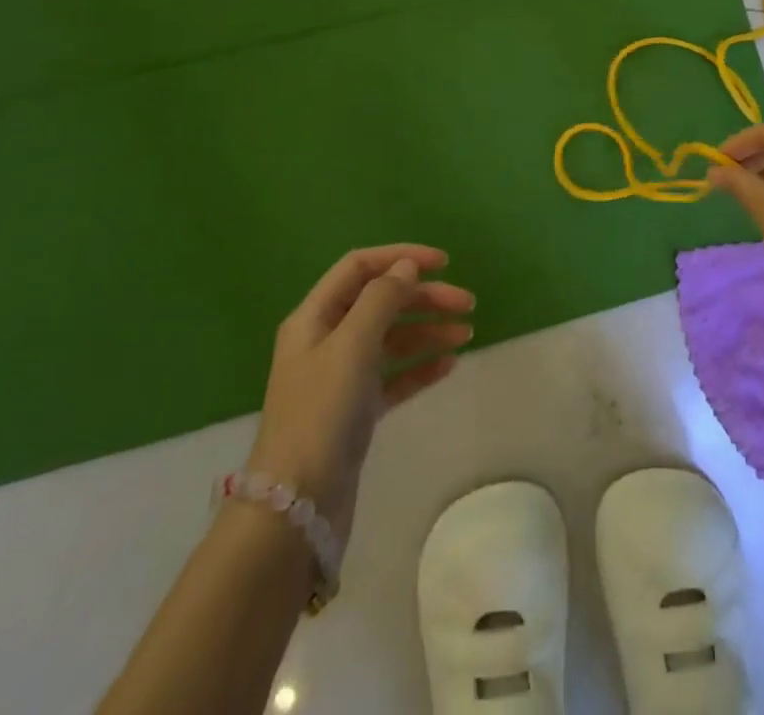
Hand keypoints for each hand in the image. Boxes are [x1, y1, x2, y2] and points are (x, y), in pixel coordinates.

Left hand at [245, 244, 474, 539]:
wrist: (297, 507)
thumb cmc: (321, 413)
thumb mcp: (352, 345)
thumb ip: (382, 299)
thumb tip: (406, 267)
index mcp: (315, 317)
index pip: (360, 267)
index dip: (401, 257)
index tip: (443, 263)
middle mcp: (327, 340)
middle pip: (381, 302)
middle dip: (425, 297)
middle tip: (467, 304)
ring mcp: (342, 377)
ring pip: (392, 338)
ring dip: (428, 330)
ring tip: (467, 334)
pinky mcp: (357, 411)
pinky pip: (395, 376)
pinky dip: (421, 366)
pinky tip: (449, 365)